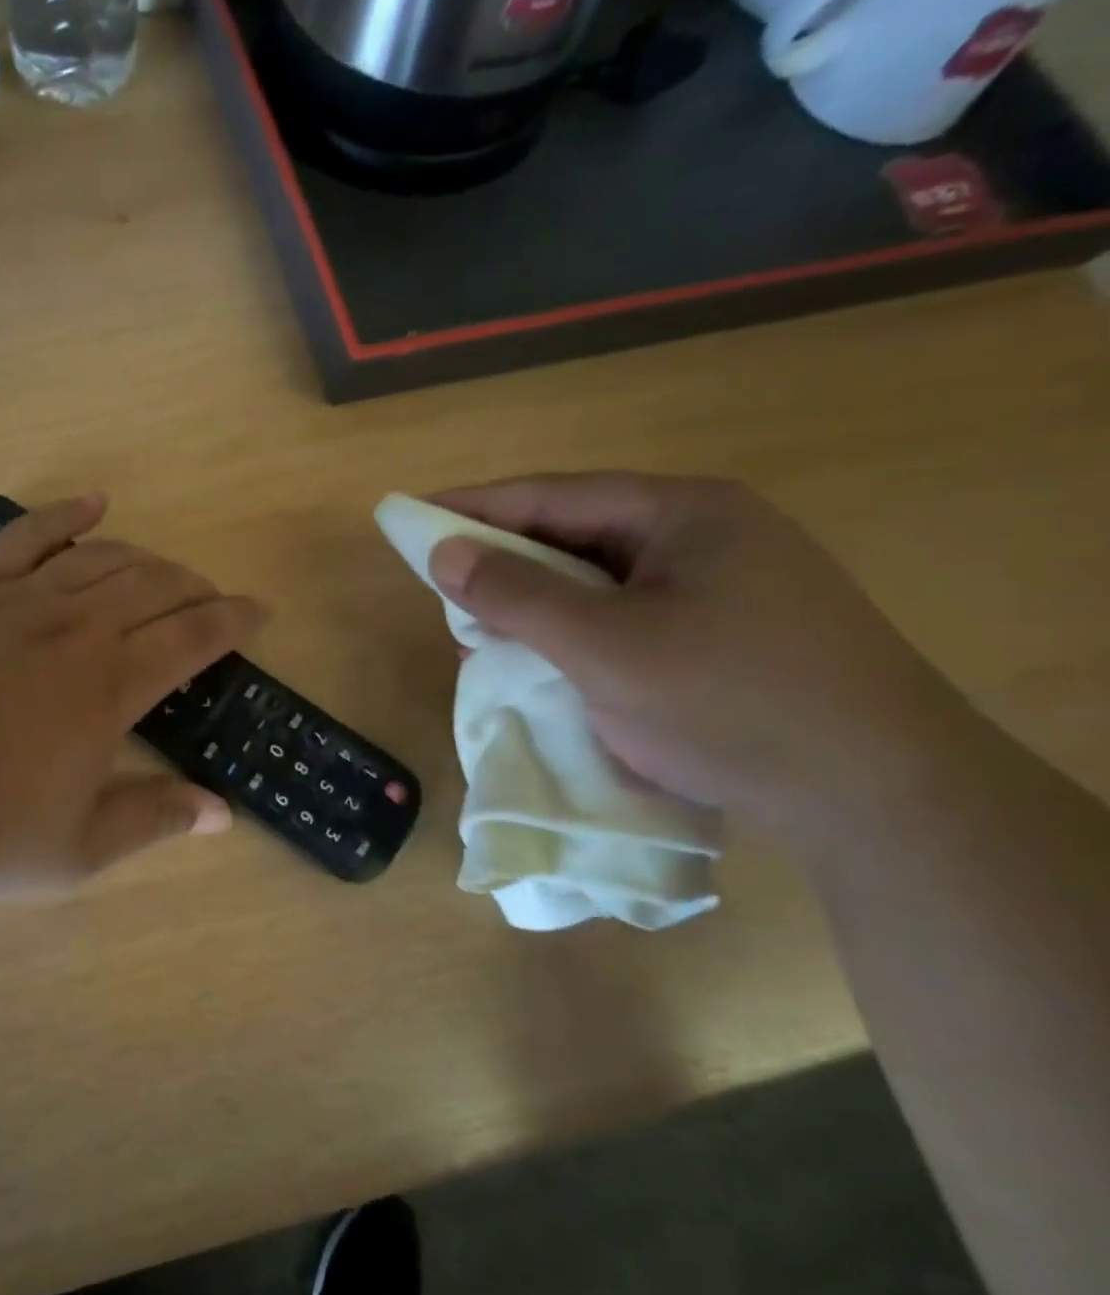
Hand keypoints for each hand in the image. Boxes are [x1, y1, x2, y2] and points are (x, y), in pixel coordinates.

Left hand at [0, 495, 265, 898]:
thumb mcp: (75, 851)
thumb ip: (152, 818)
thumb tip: (221, 813)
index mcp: (106, 689)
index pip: (191, 636)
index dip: (233, 619)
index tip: (258, 611)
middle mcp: (72, 630)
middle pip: (153, 585)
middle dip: (195, 588)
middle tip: (211, 603)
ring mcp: (16, 603)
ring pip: (100, 558)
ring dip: (145, 559)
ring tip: (165, 573)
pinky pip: (24, 537)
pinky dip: (63, 514)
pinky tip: (93, 502)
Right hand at [425, 473, 975, 834]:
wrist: (882, 798)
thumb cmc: (729, 702)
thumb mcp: (603, 647)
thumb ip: (516, 594)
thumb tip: (442, 552)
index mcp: (684, 513)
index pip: (554, 496)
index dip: (475, 506)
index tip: (413, 517)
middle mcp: (708, 535)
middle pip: (578, 534)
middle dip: (506, 562)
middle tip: (446, 589)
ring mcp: (727, 585)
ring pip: (601, 580)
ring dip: (539, 603)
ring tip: (485, 632)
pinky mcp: (731, 633)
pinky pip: (629, 616)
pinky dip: (578, 632)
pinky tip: (550, 660)